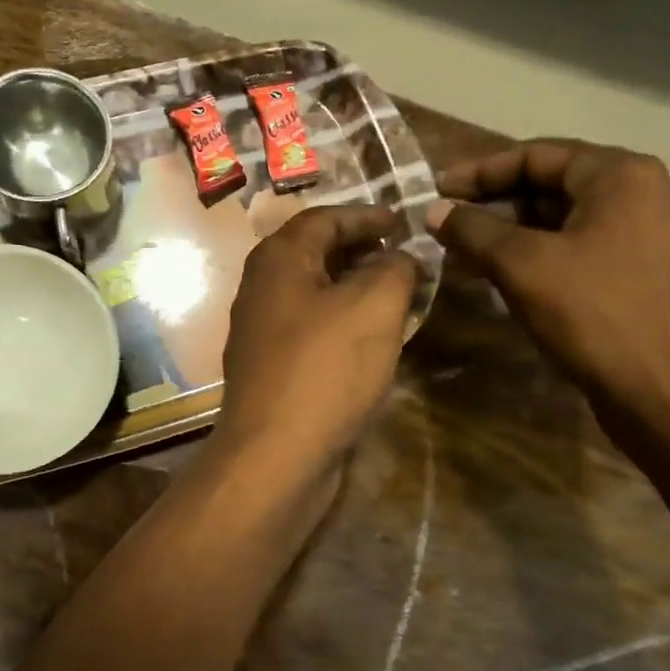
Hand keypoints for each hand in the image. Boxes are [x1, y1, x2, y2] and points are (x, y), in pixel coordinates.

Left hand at [215, 205, 418, 476]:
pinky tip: (376, 340)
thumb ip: (396, 268)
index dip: (367, 215)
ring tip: (401, 296)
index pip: (324, 218)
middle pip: (316, 255)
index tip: (404, 222)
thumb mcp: (375, 305)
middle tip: (406, 257)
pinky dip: (346, 325)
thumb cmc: (326, 368)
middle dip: (363, 252)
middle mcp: (262, 289)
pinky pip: (315, 332)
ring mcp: (264, 333)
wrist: (277, 455)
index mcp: (278, 260)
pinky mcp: (274, 371)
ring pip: (317, 297)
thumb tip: (403, 258)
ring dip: (358, 291)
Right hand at [426, 140, 669, 429]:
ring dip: (509, 235)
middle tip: (445, 226)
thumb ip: (474, 231)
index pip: (535, 155)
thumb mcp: (524, 265)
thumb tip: (434, 211)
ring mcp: (640, 237)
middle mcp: (636, 195)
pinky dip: (534, 258)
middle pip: (549, 186)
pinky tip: (498, 278)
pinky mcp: (635, 276)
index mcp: (618, 175)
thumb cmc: (595, 314)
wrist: (665, 391)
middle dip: (493, 205)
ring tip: (461, 254)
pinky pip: (574, 252)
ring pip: (560, 223)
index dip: (479, 172)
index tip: (436, 192)